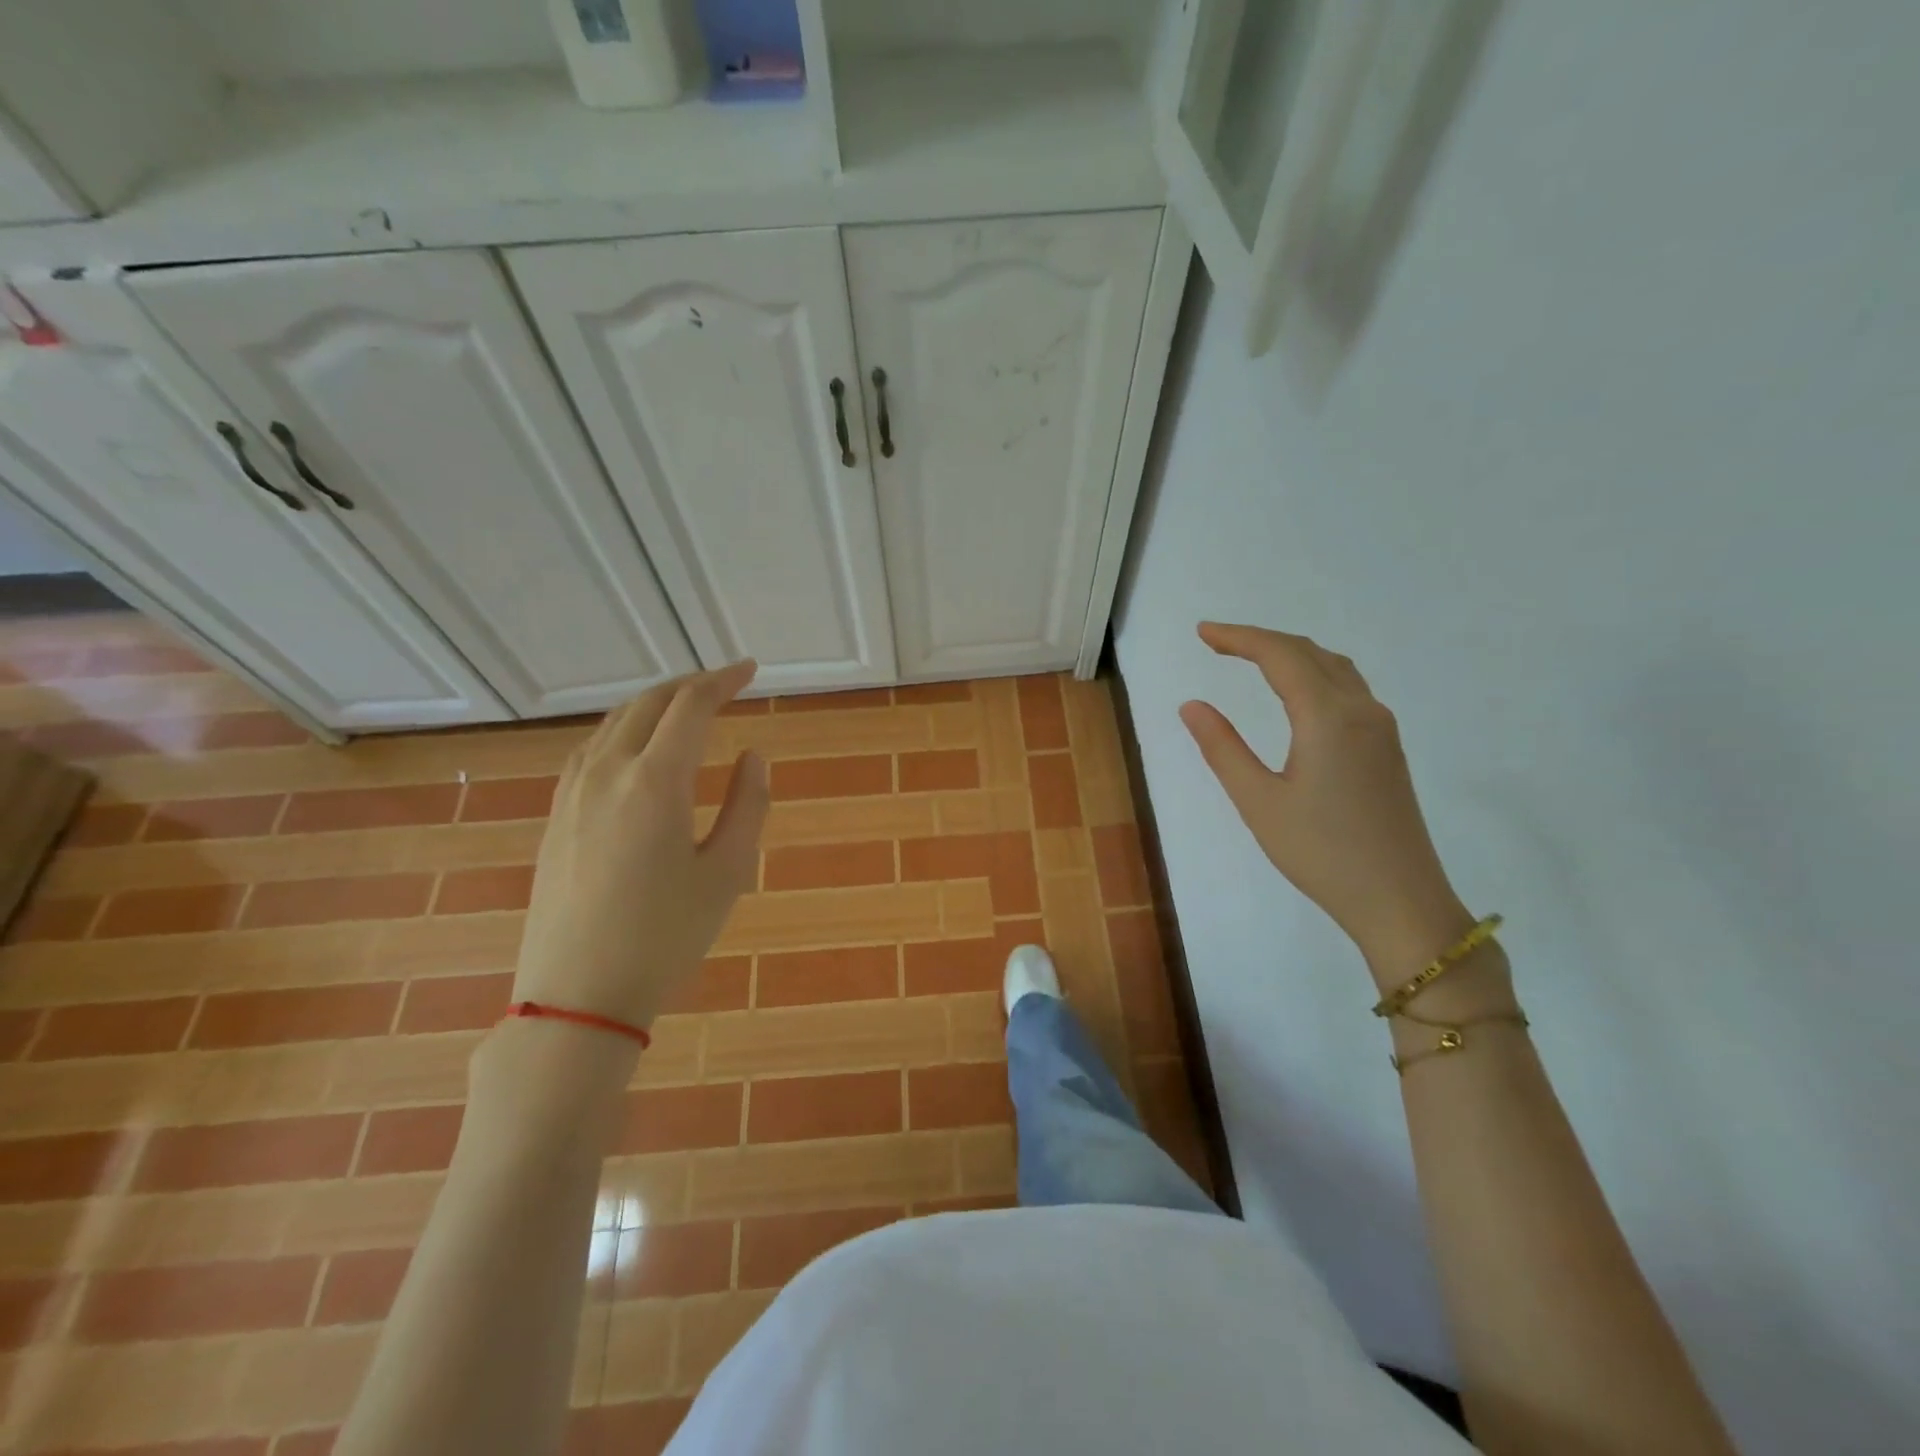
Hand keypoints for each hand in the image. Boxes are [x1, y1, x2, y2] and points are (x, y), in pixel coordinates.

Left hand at [512, 662, 768, 1029]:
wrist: (577, 995)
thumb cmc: (666, 936)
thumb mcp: (728, 872)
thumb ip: (748, 805)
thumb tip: (753, 756)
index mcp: (655, 781)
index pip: (691, 705)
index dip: (724, 680)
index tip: (750, 670)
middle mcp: (608, 771)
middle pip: (649, 703)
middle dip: (690, 684)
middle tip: (725, 684)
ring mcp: (572, 792)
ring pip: (614, 722)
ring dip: (654, 704)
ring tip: (686, 709)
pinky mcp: (556, 815)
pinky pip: (591, 749)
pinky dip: (623, 730)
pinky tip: (635, 747)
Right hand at [1179, 623, 1471, 979]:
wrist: (1400, 899)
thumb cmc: (1321, 853)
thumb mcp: (1258, 802)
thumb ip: (1223, 748)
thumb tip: (1192, 705)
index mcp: (1327, 718)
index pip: (1280, 656)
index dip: (1239, 637)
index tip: (1202, 632)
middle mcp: (1361, 710)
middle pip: (1309, 653)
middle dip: (1261, 640)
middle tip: (1216, 642)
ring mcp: (1380, 728)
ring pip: (1334, 667)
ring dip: (1291, 653)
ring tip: (1251, 658)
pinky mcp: (1386, 748)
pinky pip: (1348, 688)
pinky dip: (1313, 673)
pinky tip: (1296, 692)